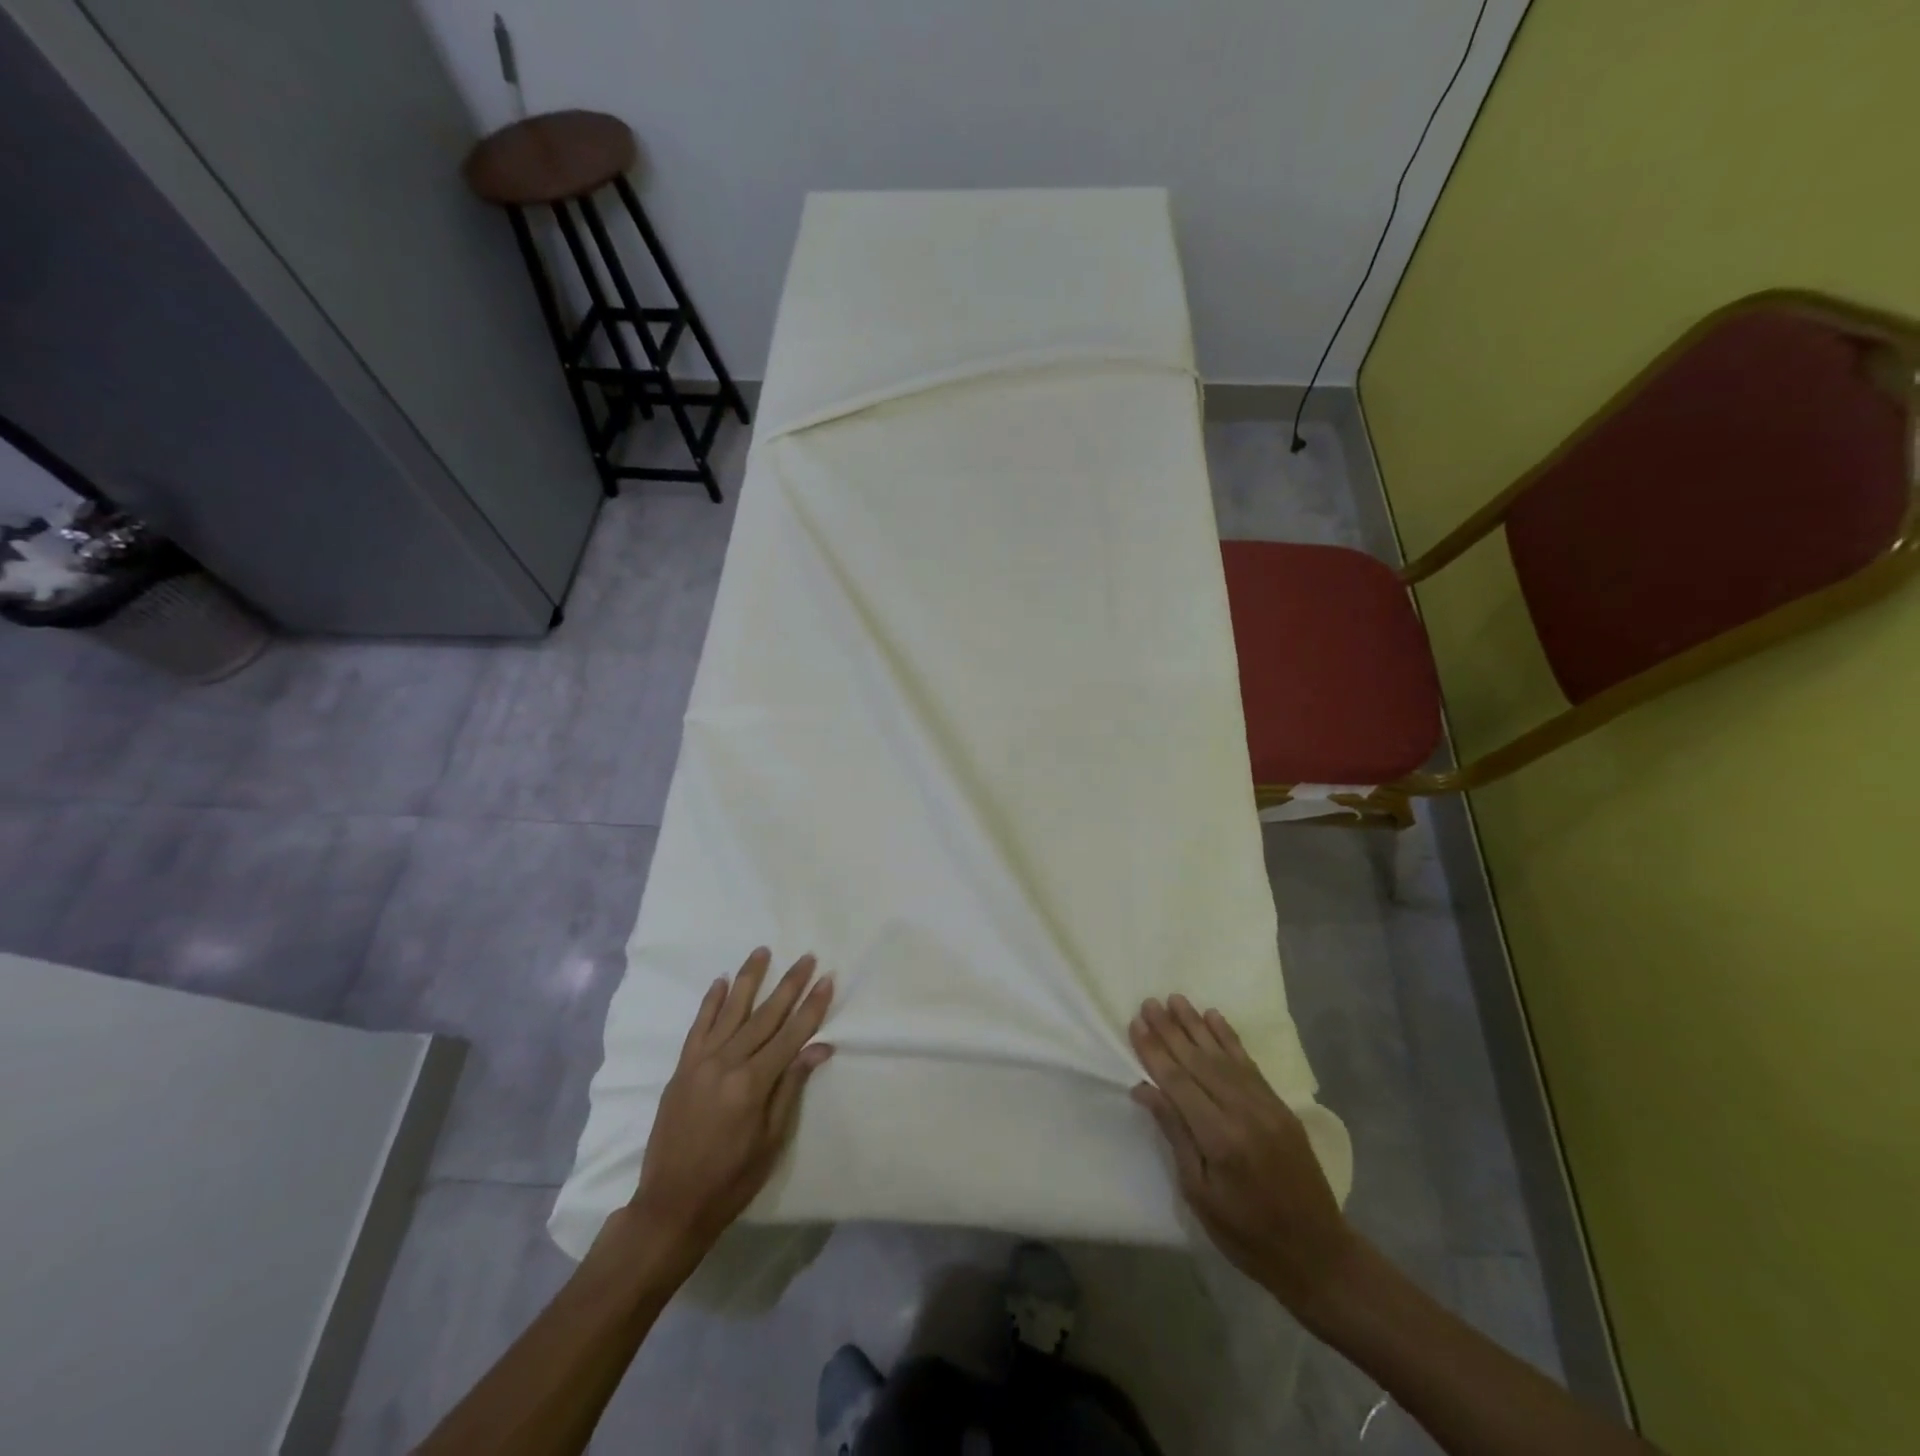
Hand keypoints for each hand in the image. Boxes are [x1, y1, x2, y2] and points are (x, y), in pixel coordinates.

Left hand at [626, 948, 834, 1265]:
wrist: (671, 1206)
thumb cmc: (731, 1180)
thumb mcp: (771, 1140)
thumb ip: (791, 1087)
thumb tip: (818, 1046)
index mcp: (752, 1084)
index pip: (791, 1035)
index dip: (812, 1006)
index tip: (827, 978)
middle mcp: (726, 1063)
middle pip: (765, 1016)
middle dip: (789, 985)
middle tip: (806, 957)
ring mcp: (700, 1063)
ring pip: (731, 1012)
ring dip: (749, 980)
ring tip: (763, 951)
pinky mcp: (681, 1069)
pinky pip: (698, 1027)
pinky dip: (710, 1003)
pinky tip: (721, 982)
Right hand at [1129, 995, 1359, 1320]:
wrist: (1318, 1254)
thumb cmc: (1247, 1235)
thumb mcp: (1199, 1194)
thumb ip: (1176, 1135)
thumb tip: (1145, 1089)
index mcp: (1219, 1138)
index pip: (1178, 1082)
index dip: (1154, 1052)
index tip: (1136, 1024)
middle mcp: (1243, 1112)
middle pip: (1199, 1061)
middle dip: (1171, 1030)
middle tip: (1149, 1002)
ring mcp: (1266, 1106)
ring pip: (1224, 1055)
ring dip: (1197, 1025)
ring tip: (1176, 1000)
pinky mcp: (1280, 1107)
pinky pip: (1249, 1064)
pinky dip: (1230, 1038)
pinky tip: (1215, 1018)